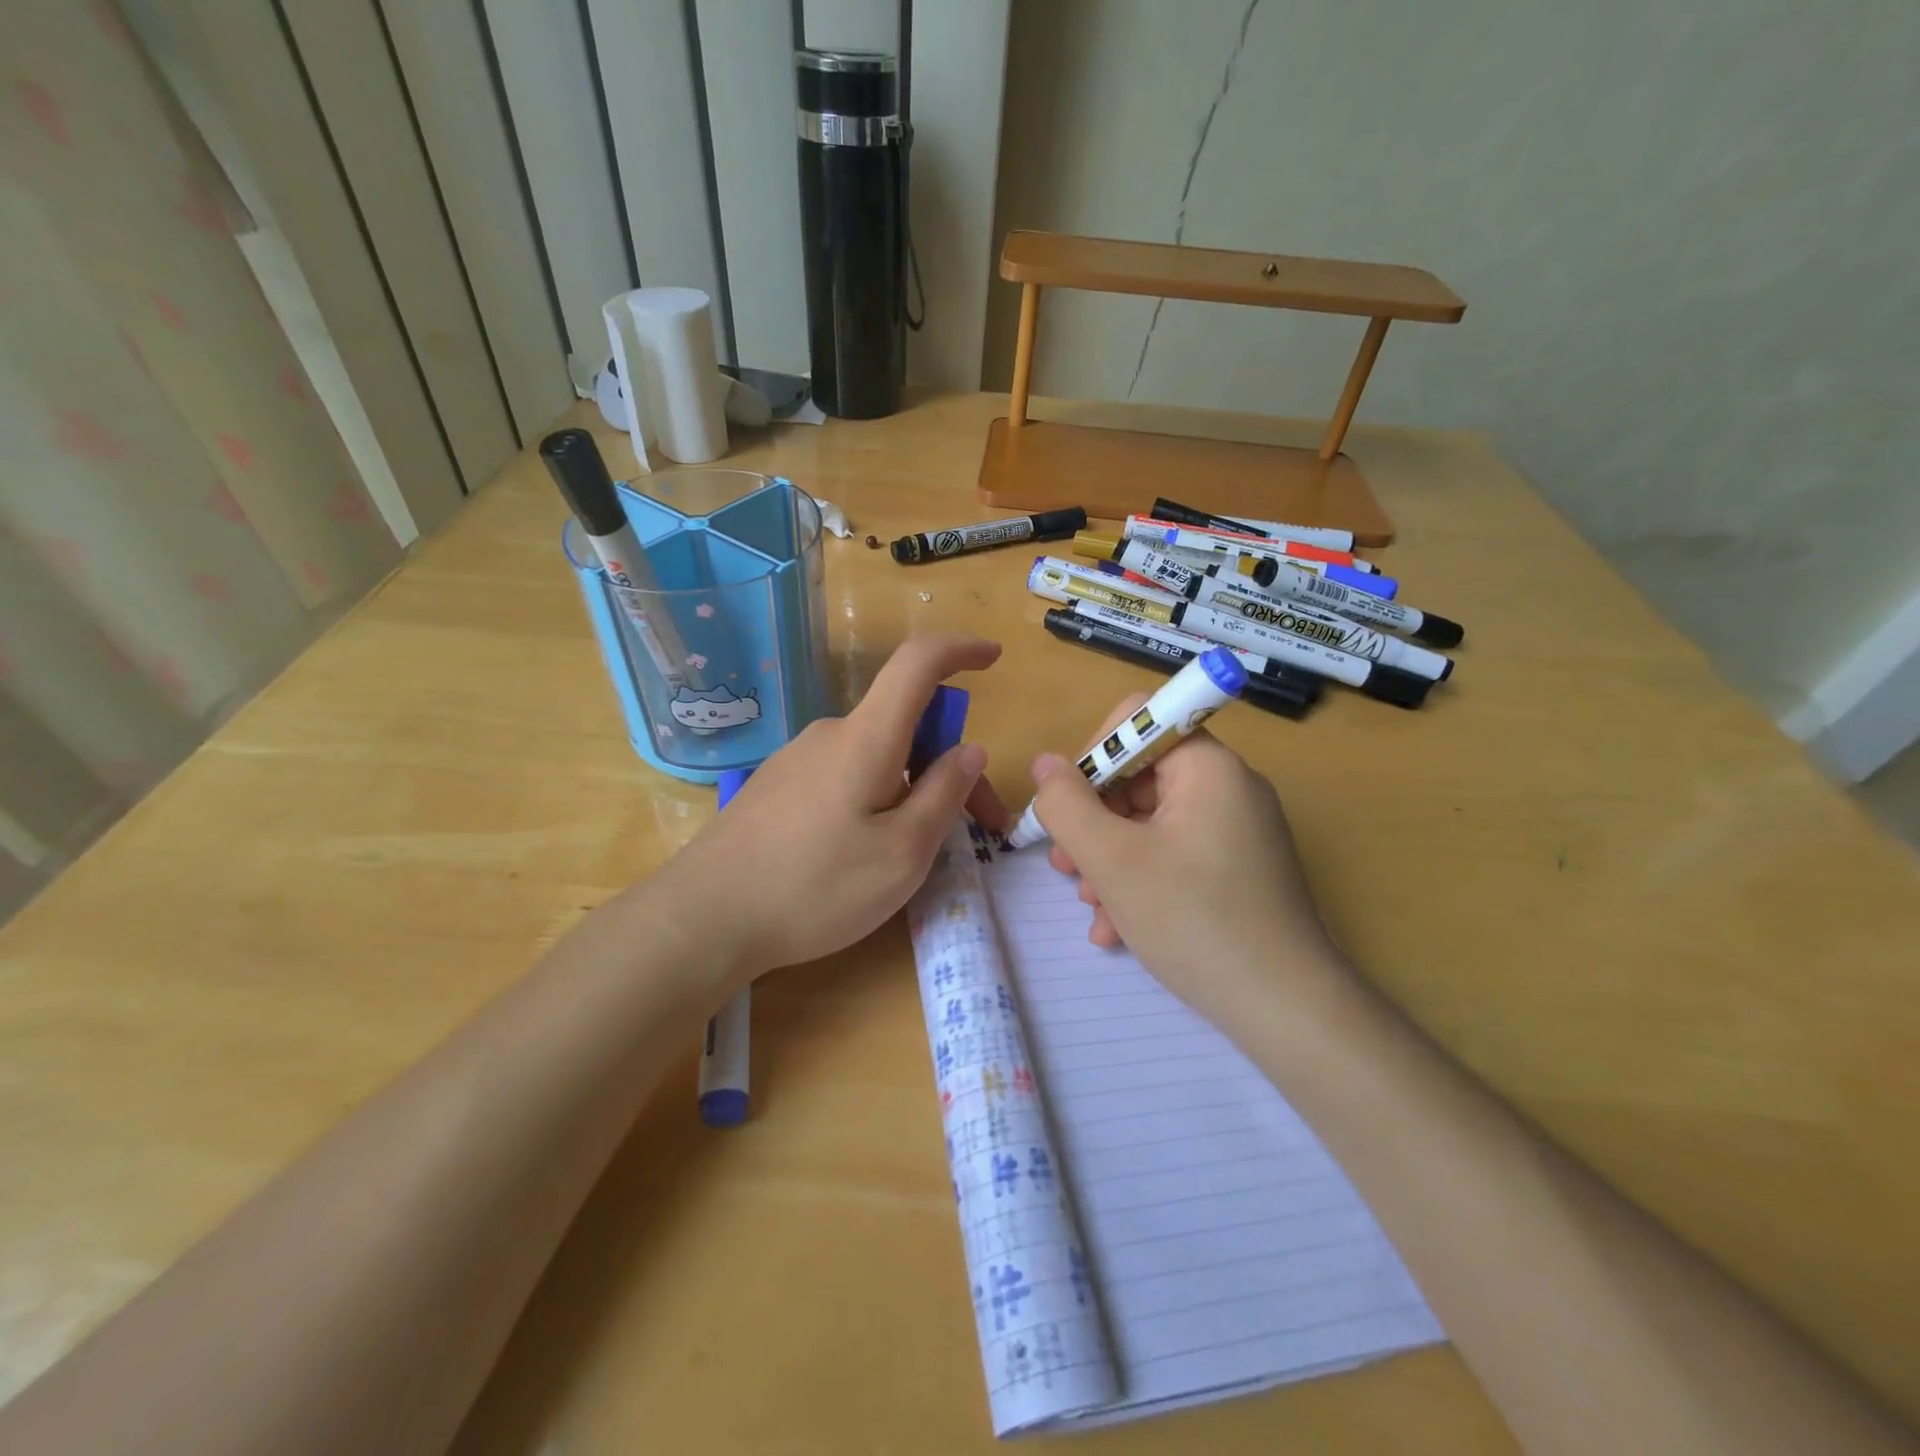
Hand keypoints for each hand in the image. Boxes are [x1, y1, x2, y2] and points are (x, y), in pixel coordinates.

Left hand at [644, 635, 1009, 989]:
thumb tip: (969, 750)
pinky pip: (847, 778)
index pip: (918, 664)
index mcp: (866, 738)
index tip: (994, 659)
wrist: (704, 918)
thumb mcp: (902, 853)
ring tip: (920, 855)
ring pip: (878, 759)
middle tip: (981, 829)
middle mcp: (831, 735)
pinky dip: (878, 800)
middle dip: (951, 767)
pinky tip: (865, 855)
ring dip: (914, 791)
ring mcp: (799, 760)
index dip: (960, 650)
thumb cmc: (814, 887)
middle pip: (907, 727)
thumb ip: (944, 795)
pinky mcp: (779, 788)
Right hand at [1029, 693, 1347, 1026]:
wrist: (1286, 1009)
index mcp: (1208, 766)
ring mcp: (1237, 830)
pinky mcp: (1239, 868)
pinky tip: (1117, 929)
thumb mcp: (1112, 861)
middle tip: (1066, 867)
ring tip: (1091, 907)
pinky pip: (1176, 854)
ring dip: (1110, 859)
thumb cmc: (1194, 921)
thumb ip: (1067, 805)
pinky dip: (1141, 880)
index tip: (1071, 809)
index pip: (1137, 720)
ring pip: (1152, 822)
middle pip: (1139, 777)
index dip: (1092, 756)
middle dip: (1094, 822)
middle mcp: (1228, 787)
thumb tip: (1045, 764)